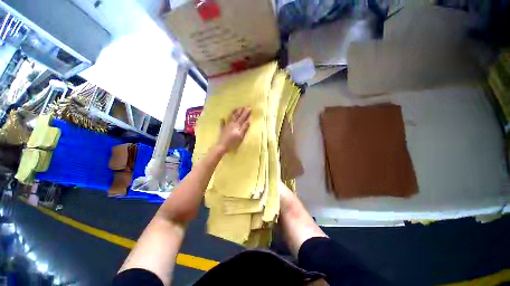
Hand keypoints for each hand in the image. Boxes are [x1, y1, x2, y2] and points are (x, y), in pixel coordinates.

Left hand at [217, 107, 250, 153]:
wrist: (222, 146)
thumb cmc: (233, 142)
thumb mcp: (240, 135)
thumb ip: (244, 128)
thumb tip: (248, 120)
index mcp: (236, 125)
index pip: (242, 117)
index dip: (246, 113)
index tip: (249, 107)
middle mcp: (231, 124)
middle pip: (237, 116)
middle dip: (241, 111)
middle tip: (244, 106)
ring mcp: (226, 126)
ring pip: (230, 117)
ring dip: (234, 112)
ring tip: (236, 108)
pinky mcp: (223, 129)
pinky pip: (223, 123)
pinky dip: (223, 120)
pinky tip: (222, 118)